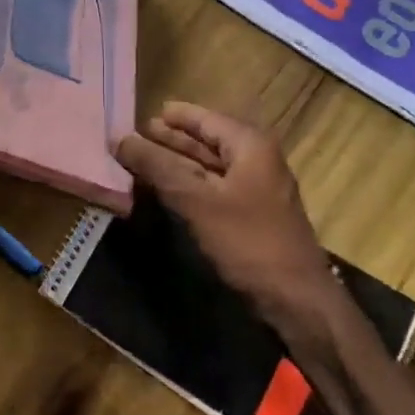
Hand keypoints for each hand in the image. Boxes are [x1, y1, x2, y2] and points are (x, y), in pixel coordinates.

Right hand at [117, 102, 336, 326]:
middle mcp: (256, 160)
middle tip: (132, 137)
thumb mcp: (196, 200)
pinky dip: (188, 185)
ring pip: (207, 167)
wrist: (295, 300)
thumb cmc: (247, 241)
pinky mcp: (250, 215)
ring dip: (175, 163)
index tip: (138, 114)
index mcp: (249, 145)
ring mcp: (255, 189)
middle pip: (206, 141)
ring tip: (139, 160)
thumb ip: (157, 167)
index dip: (172, 116)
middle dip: (170, 139)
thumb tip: (120, 138)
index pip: (204, 118)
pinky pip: (212, 188)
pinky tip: (163, 188)